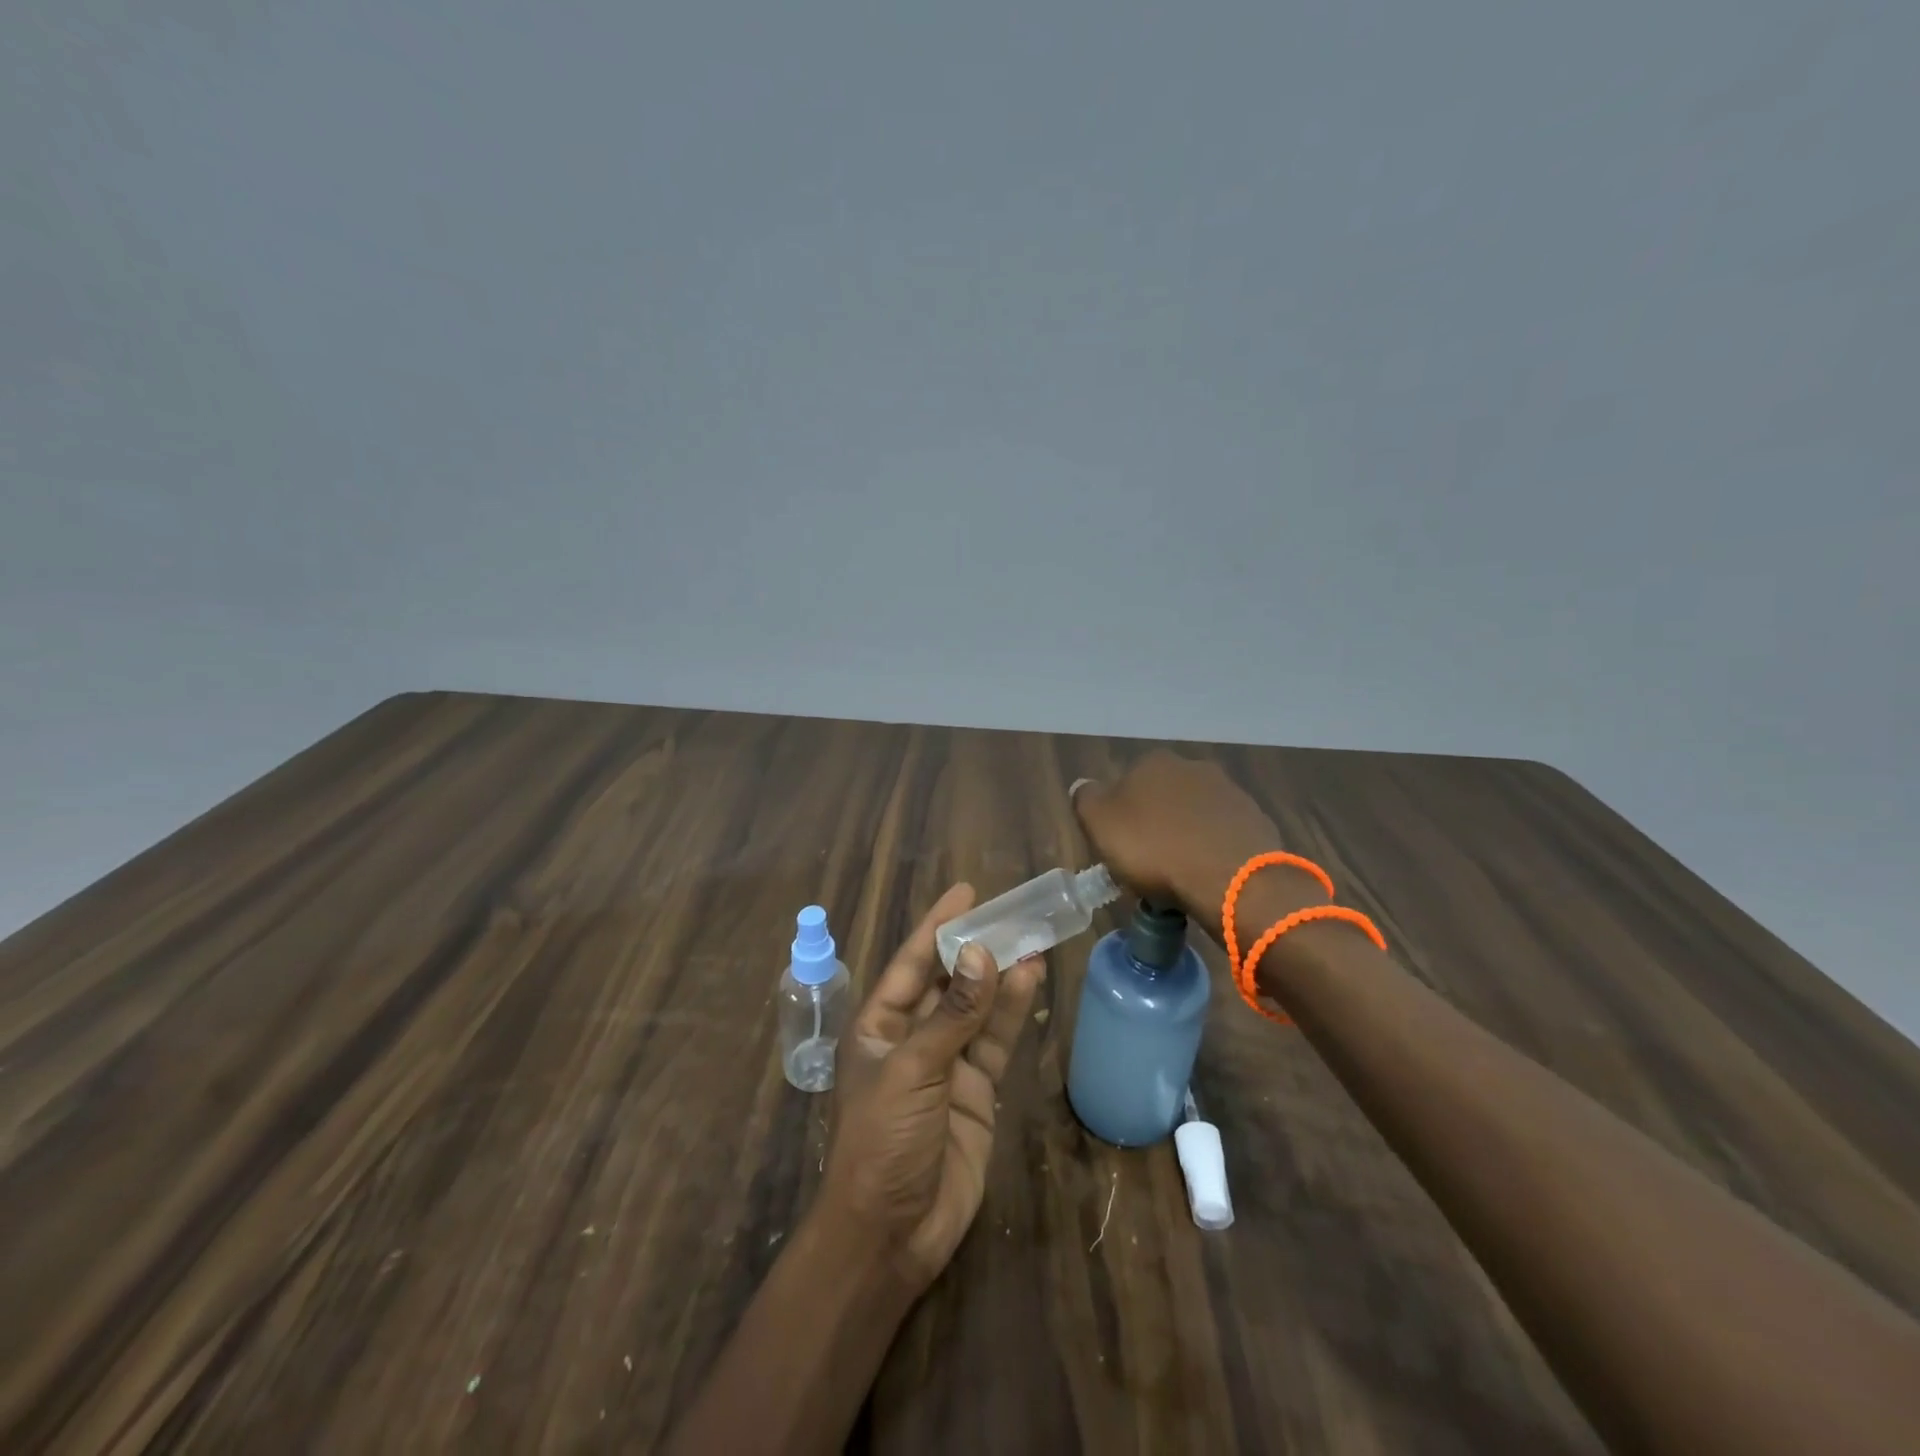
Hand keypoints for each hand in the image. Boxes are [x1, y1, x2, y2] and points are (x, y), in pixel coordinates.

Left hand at [821, 884, 1044, 1293]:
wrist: (891, 1234)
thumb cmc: (882, 1141)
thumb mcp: (912, 1070)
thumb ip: (952, 1013)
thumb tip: (981, 952)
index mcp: (879, 1024)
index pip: (912, 962)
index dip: (937, 925)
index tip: (966, 892)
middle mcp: (912, 1036)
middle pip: (949, 980)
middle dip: (977, 947)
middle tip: (1013, 912)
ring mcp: (946, 1063)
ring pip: (977, 1007)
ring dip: (1002, 975)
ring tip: (1032, 939)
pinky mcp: (976, 1090)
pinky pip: (995, 1041)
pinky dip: (1011, 1012)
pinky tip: (1031, 981)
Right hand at [1073, 751, 1282, 914]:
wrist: (1232, 879)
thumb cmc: (1155, 849)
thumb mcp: (1099, 824)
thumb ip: (1086, 799)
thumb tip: (1084, 786)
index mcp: (1153, 762)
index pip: (1126, 783)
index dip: (1120, 815)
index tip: (1119, 846)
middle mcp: (1193, 767)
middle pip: (1163, 797)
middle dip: (1156, 823)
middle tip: (1148, 862)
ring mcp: (1230, 792)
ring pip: (1195, 816)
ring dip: (1187, 836)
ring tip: (1180, 876)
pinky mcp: (1256, 821)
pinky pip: (1223, 836)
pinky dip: (1214, 851)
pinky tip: (1209, 876)